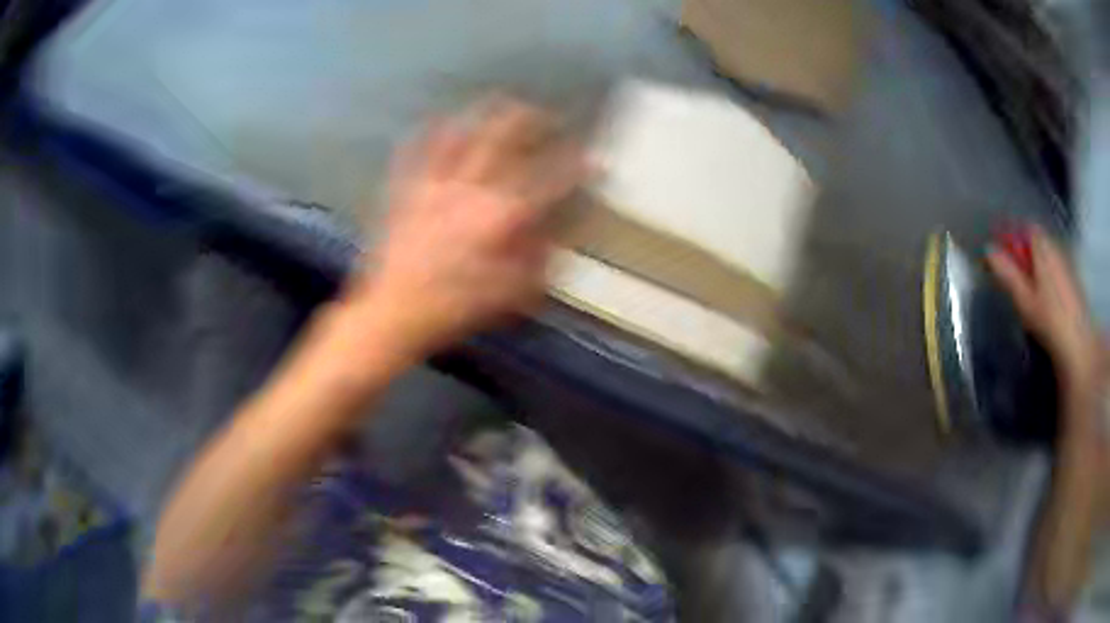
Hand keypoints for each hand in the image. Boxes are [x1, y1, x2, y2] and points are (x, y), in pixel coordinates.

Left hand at [341, 99, 586, 361]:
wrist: (393, 312)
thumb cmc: (455, 309)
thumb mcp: (511, 295)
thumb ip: (540, 260)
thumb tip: (557, 234)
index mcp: (501, 217)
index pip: (551, 182)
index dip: (579, 167)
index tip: (595, 158)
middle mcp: (472, 190)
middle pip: (505, 140)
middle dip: (530, 120)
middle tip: (544, 113)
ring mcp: (435, 185)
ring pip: (463, 135)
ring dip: (484, 116)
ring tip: (498, 102)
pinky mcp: (406, 191)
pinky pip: (417, 152)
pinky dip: (429, 133)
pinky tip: (436, 121)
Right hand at [987, 226, 1104, 390]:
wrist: (1078, 343)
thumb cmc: (1049, 319)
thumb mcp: (1023, 299)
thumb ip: (1006, 273)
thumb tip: (988, 250)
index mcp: (1042, 246)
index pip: (1024, 227)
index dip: (1011, 234)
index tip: (1000, 249)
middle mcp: (1055, 247)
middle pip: (1037, 239)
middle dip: (1023, 249)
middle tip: (1011, 270)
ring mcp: (1066, 263)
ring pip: (1047, 254)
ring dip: (1036, 262)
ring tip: (1026, 286)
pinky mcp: (1073, 281)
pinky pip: (1056, 267)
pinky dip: (1046, 274)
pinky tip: (1043, 297)